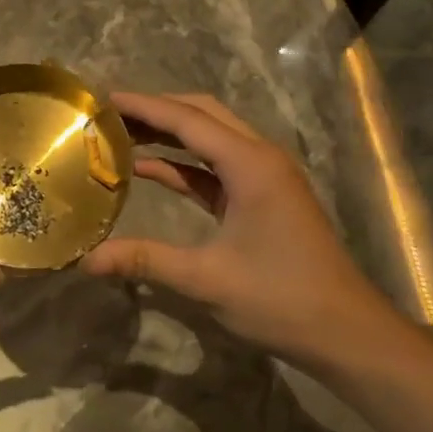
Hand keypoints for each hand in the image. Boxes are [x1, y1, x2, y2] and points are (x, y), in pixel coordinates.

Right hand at [81, 93, 402, 363]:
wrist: (346, 333)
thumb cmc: (281, 299)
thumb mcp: (207, 279)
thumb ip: (145, 260)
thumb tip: (86, 261)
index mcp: (250, 164)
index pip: (187, 119)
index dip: (144, 106)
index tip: (103, 98)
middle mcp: (259, 158)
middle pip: (202, 115)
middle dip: (156, 110)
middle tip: (109, 114)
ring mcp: (264, 177)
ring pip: (210, 138)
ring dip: (169, 134)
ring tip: (121, 133)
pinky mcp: (262, 198)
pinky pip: (216, 168)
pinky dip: (183, 164)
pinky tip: (148, 169)